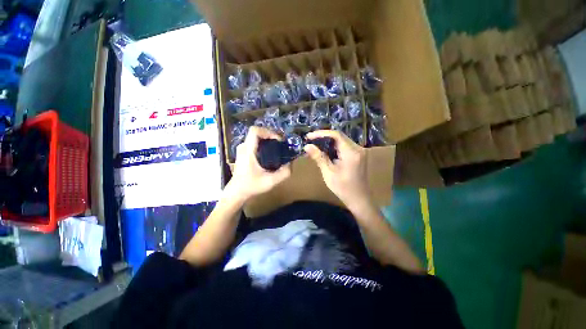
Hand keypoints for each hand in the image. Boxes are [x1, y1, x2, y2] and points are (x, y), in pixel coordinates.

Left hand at [227, 127, 290, 200]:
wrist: (237, 192)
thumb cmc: (251, 186)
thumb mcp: (270, 182)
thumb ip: (283, 173)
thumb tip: (291, 164)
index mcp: (248, 151)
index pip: (255, 131)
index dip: (268, 132)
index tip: (278, 140)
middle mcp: (244, 147)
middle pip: (257, 133)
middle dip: (270, 135)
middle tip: (280, 144)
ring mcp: (242, 149)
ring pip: (255, 137)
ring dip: (267, 139)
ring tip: (277, 147)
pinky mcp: (243, 153)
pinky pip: (254, 142)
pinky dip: (263, 144)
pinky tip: (269, 153)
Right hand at [304, 130, 370, 208]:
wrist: (359, 199)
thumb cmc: (343, 188)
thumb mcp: (328, 173)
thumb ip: (319, 157)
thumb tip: (307, 146)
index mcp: (351, 152)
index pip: (336, 135)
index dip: (321, 133)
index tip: (309, 136)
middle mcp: (357, 148)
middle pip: (339, 136)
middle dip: (323, 137)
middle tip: (310, 141)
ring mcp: (359, 151)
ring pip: (341, 141)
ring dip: (328, 142)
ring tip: (315, 146)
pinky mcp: (358, 155)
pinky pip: (344, 146)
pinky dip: (333, 147)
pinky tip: (325, 151)